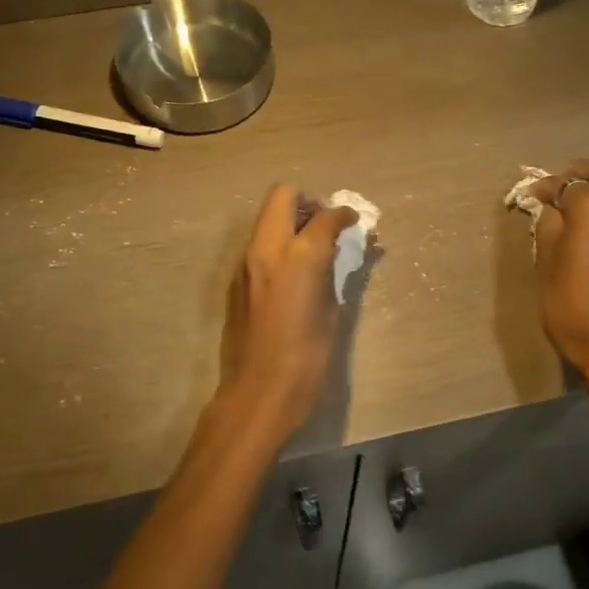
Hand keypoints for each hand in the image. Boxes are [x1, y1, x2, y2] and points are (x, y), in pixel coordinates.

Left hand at [218, 185, 358, 434]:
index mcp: (300, 257)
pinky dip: (277, 245)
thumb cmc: (307, 359)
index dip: (343, 215)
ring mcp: (245, 263)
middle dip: (307, 202)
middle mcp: (267, 249)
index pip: (324, 215)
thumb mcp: (332, 313)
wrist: (258, 393)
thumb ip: (334, 274)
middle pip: (283, 196)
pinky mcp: (235, 280)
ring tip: (310, 249)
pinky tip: (291, 274)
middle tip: (325, 225)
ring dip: (289, 222)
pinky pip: (258, 245)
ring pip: (266, 219)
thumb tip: (341, 254)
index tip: (353, 223)